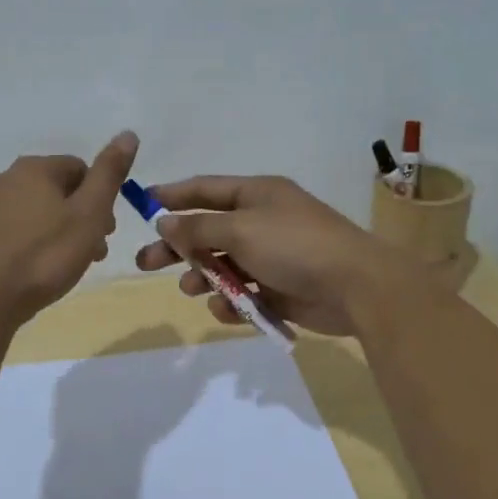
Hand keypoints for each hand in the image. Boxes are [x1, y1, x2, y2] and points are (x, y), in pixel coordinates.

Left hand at [0, 132, 137, 327]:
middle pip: (58, 191)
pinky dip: (32, 245)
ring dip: (59, 233)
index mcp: (34, 168)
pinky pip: (15, 232)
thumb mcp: (89, 214)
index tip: (106, 232)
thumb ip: (109, 174)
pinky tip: (37, 272)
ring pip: (37, 213)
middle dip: (81, 218)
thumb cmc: (44, 256)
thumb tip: (128, 133)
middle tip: (92, 253)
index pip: (81, 169)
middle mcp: (6, 179)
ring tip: (67, 267)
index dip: (101, 199)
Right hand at [133, 174, 420, 336]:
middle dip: (177, 248)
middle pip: (208, 231)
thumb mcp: (241, 229)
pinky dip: (231, 301)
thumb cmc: (294, 246)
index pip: (206, 189)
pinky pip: (244, 293)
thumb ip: (199, 228)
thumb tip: (164, 222)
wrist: (355, 287)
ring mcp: (271, 257)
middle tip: (144, 263)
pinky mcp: (279, 289)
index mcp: (257, 195)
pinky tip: (228, 310)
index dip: (174, 195)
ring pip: (223, 266)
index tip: (143, 203)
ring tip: (190, 289)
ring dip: (203, 277)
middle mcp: (262, 222)